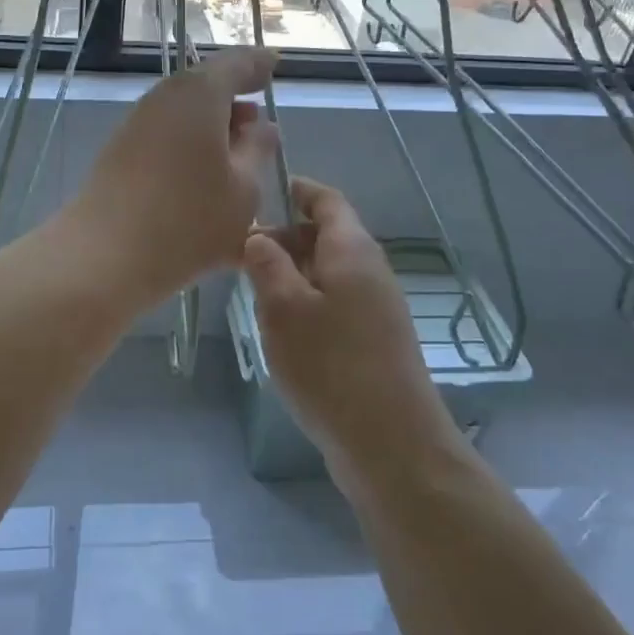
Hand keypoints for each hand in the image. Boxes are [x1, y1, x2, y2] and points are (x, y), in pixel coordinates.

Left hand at [65, 47, 279, 308]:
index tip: (275, 65)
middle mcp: (165, 97)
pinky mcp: (121, 151)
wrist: (105, 255)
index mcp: (200, 94)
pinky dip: (190, 147)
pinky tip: (204, 178)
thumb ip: (257, 150)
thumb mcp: (244, 189)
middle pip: (205, 87)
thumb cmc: (189, 220)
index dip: (259, 65)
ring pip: (184, 113)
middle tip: (259, 123)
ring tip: (236, 157)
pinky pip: (167, 136)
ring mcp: (138, 123)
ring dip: (212, 128)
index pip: (237, 63)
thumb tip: (261, 126)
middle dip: (234, 102)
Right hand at [242, 179, 460, 472]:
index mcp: (352, 250)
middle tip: (241, 256)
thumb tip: (258, 236)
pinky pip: (336, 302)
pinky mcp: (375, 340)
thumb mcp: (284, 308)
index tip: (260, 194)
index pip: (327, 200)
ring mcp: (377, 307)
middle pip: (326, 235)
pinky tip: (283, 331)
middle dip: (284, 238)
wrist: (392, 444)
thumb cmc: (331, 366)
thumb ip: (267, 264)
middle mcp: (370, 270)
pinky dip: (307, 302)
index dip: (296, 190)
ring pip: (328, 272)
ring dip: (292, 274)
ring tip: (255, 294)